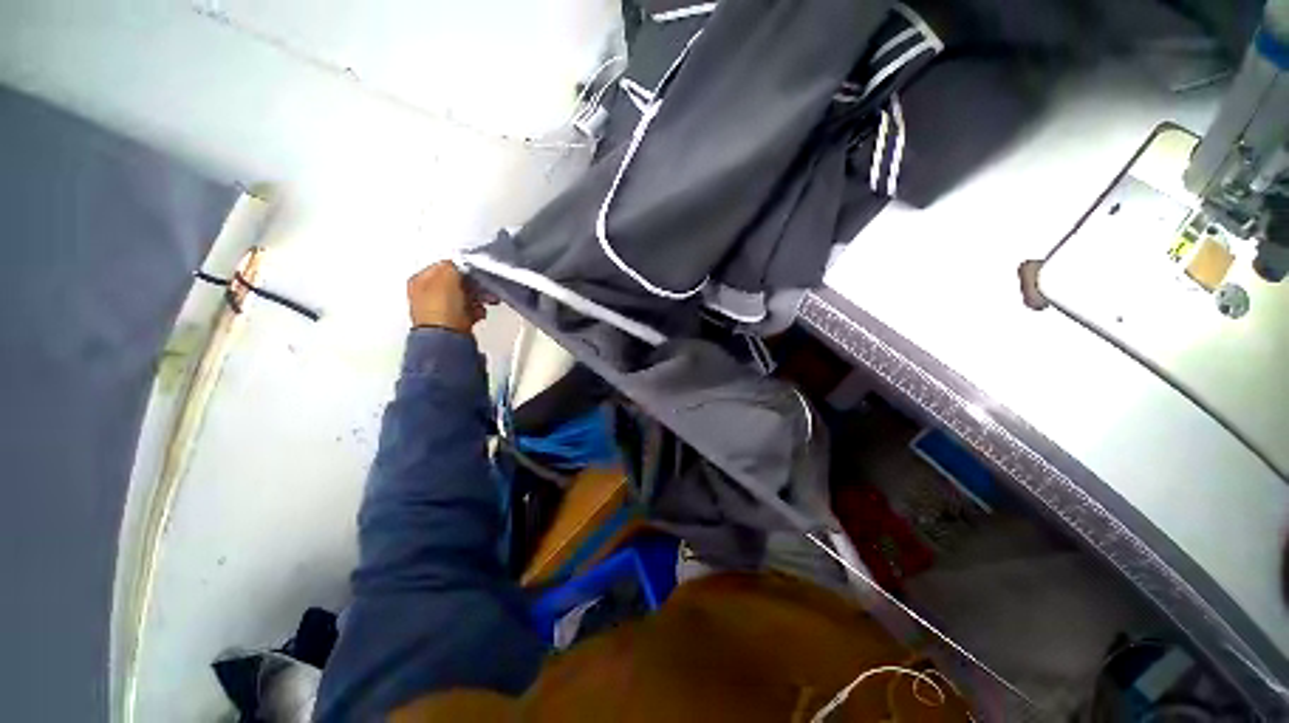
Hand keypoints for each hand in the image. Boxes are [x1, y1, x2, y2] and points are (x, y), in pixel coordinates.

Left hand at [407, 261, 487, 333]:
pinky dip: (475, 311)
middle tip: (482, 288)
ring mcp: (439, 310)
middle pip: (456, 283)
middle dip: (473, 285)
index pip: (445, 267)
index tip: (475, 273)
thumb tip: (459, 265)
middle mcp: (426, 294)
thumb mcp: (447, 276)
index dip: (463, 269)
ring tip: (484, 301)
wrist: (447, 337)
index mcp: (419, 280)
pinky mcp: (452, 323)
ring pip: (464, 297)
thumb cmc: (441, 308)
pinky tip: (478, 313)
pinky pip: (467, 311)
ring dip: (477, 298)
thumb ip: (453, 265)